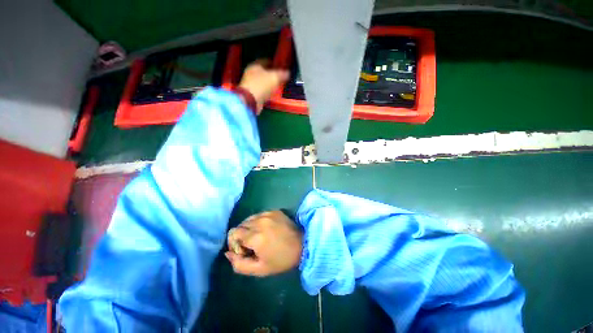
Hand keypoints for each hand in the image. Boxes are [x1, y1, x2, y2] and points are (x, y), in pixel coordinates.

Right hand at [226, 210, 302, 276]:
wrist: (303, 244)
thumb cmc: (282, 259)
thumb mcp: (259, 269)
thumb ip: (239, 264)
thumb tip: (228, 253)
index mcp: (256, 236)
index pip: (233, 233)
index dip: (235, 244)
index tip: (245, 251)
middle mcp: (260, 221)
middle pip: (240, 225)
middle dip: (241, 237)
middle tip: (252, 246)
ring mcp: (268, 214)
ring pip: (249, 219)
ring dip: (249, 228)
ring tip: (260, 237)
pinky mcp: (275, 211)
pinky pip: (259, 215)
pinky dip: (258, 222)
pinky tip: (267, 230)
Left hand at [239, 61, 289, 113]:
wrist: (250, 101)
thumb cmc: (261, 85)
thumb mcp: (275, 77)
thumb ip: (282, 74)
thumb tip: (288, 73)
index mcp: (255, 65)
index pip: (266, 61)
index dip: (275, 63)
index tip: (281, 67)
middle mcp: (251, 73)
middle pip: (264, 72)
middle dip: (272, 74)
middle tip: (281, 77)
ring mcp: (250, 84)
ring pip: (263, 82)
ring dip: (270, 84)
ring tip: (278, 86)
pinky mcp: (251, 94)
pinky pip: (262, 91)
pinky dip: (267, 91)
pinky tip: (272, 94)